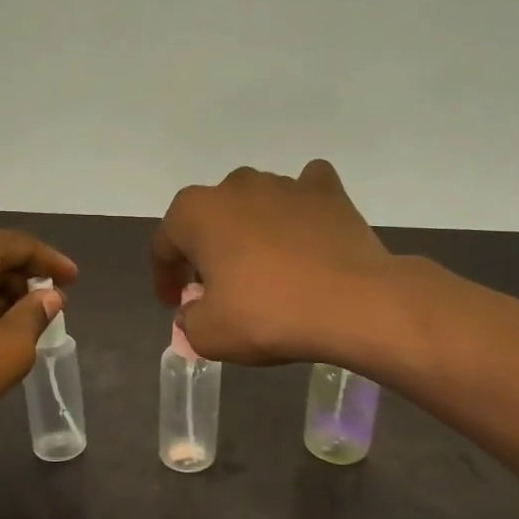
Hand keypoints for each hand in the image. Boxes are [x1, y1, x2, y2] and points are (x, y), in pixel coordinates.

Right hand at [151, 160, 395, 365]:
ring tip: (264, 268)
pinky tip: (304, 231)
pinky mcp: (327, 191)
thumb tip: (195, 311)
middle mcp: (235, 186)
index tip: (175, 303)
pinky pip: (304, 192)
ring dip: (250, 231)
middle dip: (207, 250)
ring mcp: (284, 183)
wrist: (353, 304)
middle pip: (209, 219)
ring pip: (254, 204)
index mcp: (196, 212)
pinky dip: (299, 209)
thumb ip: (189, 321)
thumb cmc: (268, 315)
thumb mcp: (210, 334)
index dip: (165, 277)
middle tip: (217, 287)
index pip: (165, 244)